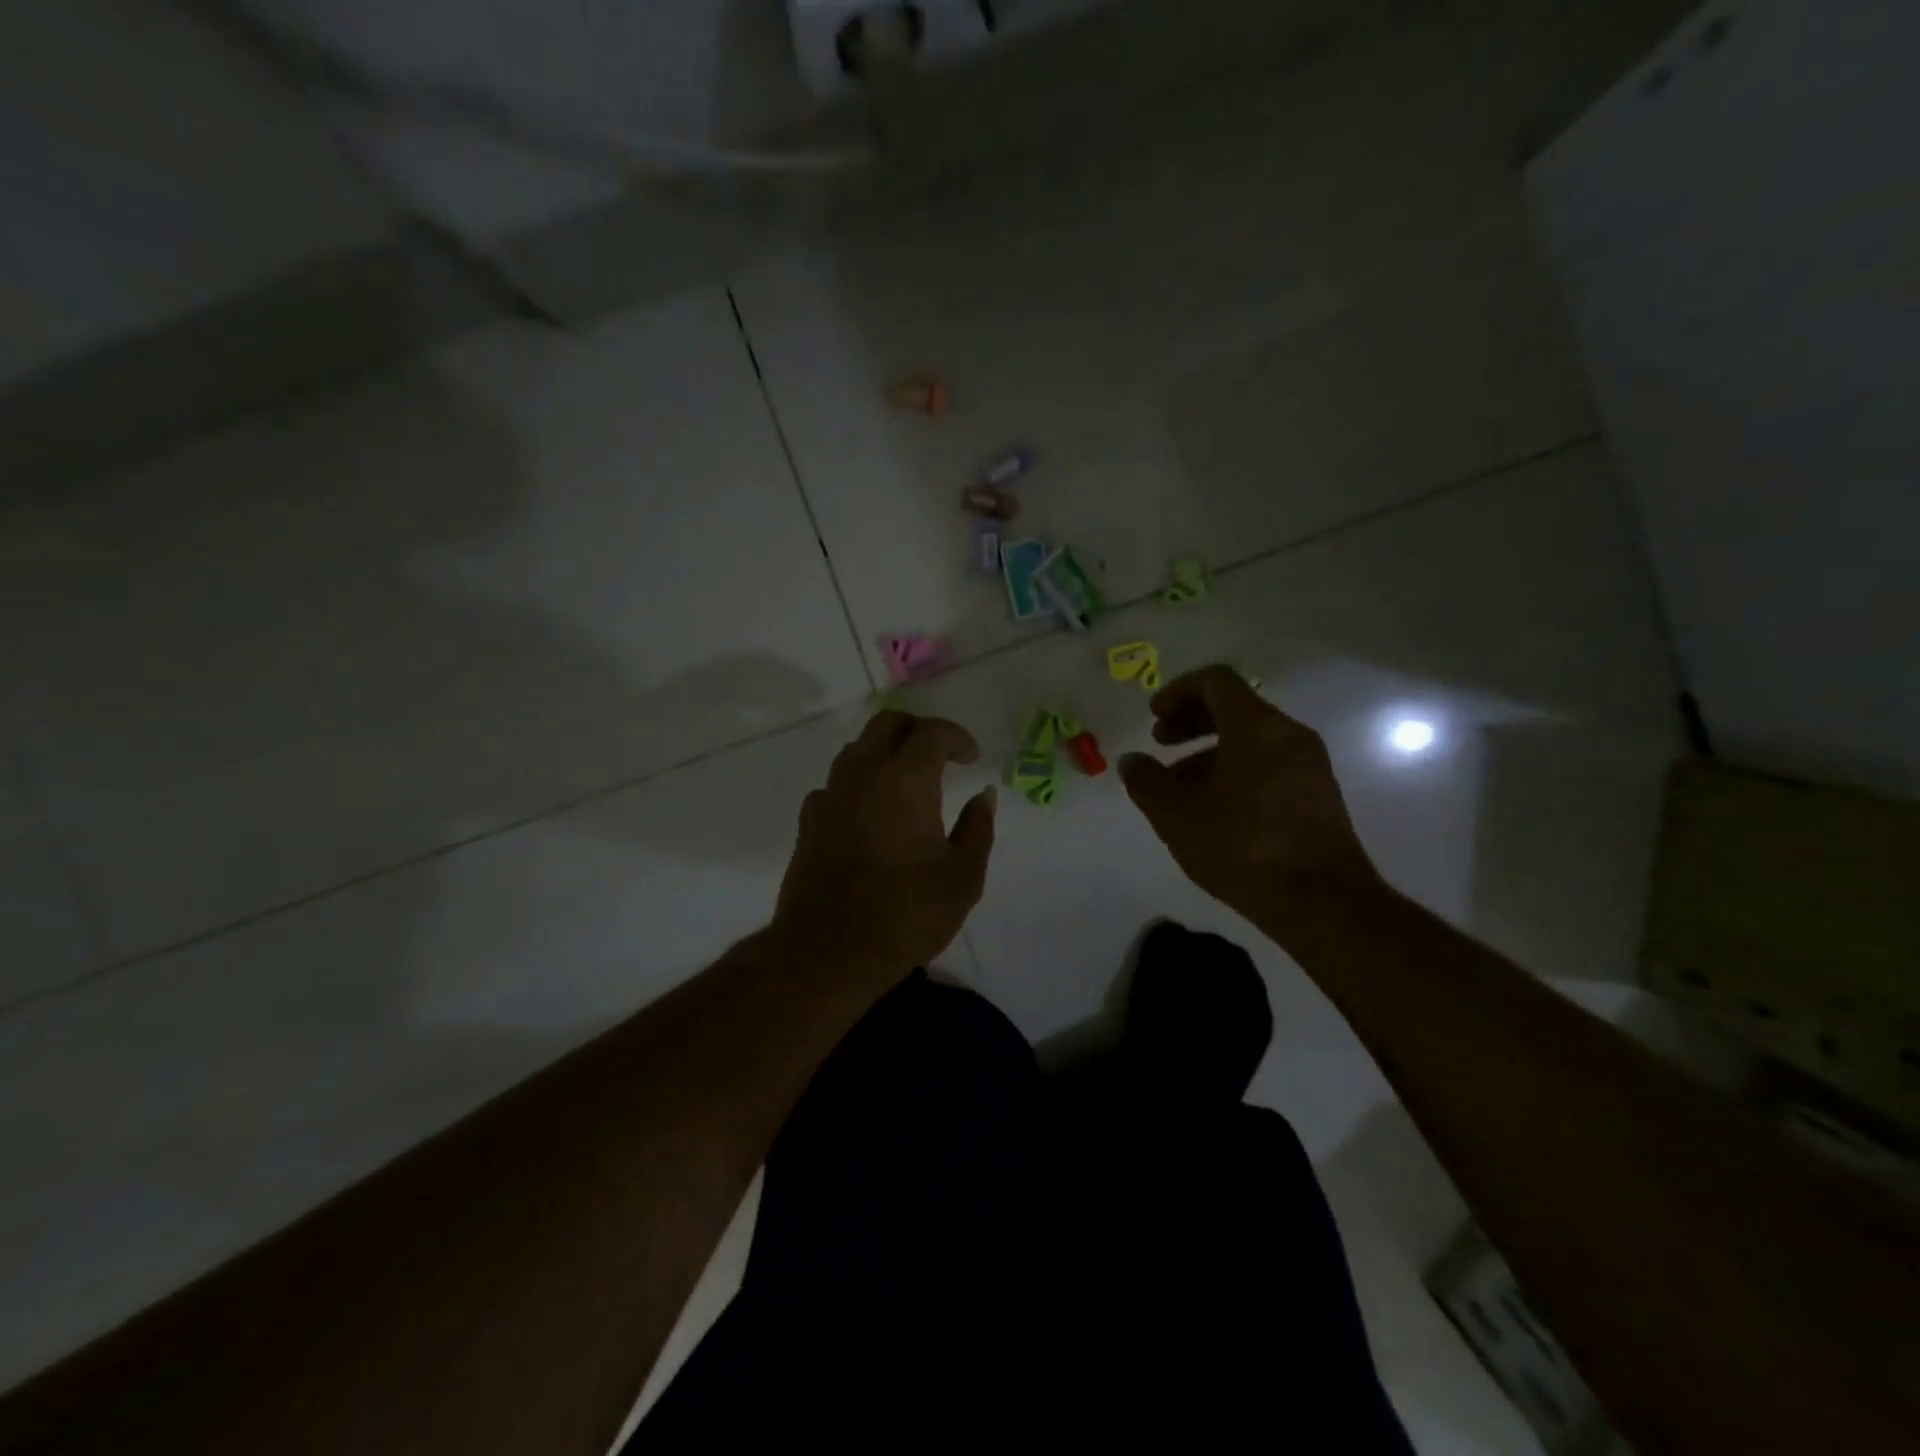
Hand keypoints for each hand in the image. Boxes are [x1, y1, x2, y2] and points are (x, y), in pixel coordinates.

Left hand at [773, 709, 996, 975]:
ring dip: (885, 753)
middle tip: (940, 756)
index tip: (971, 758)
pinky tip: (870, 813)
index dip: (956, 737)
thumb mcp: (963, 877)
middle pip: (887, 724)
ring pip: (857, 749)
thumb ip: (978, 828)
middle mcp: (863, 774)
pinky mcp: (808, 821)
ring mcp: (830, 795)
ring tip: (907, 783)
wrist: (829, 952)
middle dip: (917, 730)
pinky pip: (836, 783)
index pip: (931, 732)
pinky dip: (858, 784)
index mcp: (906, 779)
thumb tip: (984, 795)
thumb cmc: (907, 914)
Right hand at [1118, 666, 1382, 938]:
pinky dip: (1236, 771)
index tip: (1153, 718)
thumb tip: (1132, 762)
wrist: (1321, 902)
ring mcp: (1309, 765)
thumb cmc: (1241, 845)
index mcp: (1256, 726)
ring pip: (1252, 740)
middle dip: (1191, 721)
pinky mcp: (1318, 796)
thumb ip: (1146, 781)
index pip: (1215, 681)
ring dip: (1210, 752)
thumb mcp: (1175, 814)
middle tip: (1161, 744)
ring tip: (1180, 788)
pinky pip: (1269, 764)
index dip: (1178, 692)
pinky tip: (1215, 811)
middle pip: (1235, 707)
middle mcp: (1289, 734)